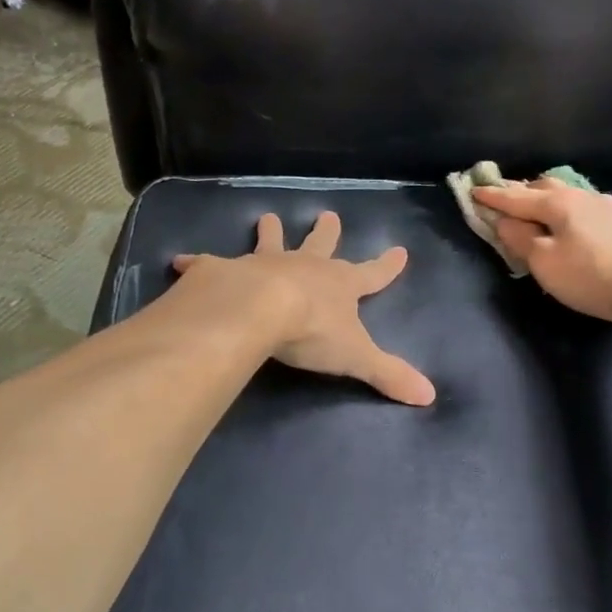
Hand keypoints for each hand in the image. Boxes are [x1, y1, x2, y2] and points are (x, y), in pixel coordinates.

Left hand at [173, 212, 435, 405]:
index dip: (387, 266)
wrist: (259, 310)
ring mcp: (263, 264)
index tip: (400, 250)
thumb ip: (389, 374)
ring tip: (266, 217)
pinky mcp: (225, 270)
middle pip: (320, 245)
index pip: (372, 274)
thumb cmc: (312, 331)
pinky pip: (208, 263)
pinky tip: (181, 262)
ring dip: (269, 232)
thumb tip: (430, 397)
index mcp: (338, 285)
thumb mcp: (357, 357)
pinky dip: (196, 263)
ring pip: (270, 242)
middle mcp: (304, 267)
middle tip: (329, 214)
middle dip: (326, 232)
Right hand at [472, 179, 611, 325]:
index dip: (493, 197)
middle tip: (505, 199)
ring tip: (539, 209)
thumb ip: (520, 238)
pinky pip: (588, 210)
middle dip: (522, 191)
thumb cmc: (589, 277)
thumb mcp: (543, 262)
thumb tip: (505, 221)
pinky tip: (576, 225)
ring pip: (570, 196)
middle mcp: (583, 196)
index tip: (474, 191)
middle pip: (545, 187)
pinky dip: (571, 213)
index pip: (516, 197)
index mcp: (558, 203)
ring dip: (549, 200)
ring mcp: (608, 207)